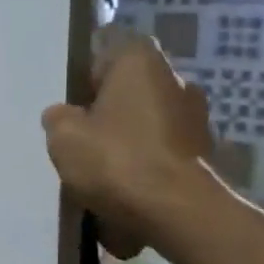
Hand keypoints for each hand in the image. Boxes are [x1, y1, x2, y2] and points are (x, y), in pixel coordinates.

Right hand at [41, 28, 216, 256]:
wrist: (178, 212)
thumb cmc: (116, 160)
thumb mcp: (63, 136)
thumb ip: (58, 117)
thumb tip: (64, 115)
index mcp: (140, 61)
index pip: (109, 51)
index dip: (87, 76)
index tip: (73, 104)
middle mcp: (175, 79)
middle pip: (130, 88)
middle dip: (108, 110)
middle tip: (83, 137)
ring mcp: (196, 117)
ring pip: (147, 120)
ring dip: (128, 137)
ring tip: (102, 169)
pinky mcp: (205, 152)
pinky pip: (163, 149)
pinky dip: (146, 163)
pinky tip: (127, 188)